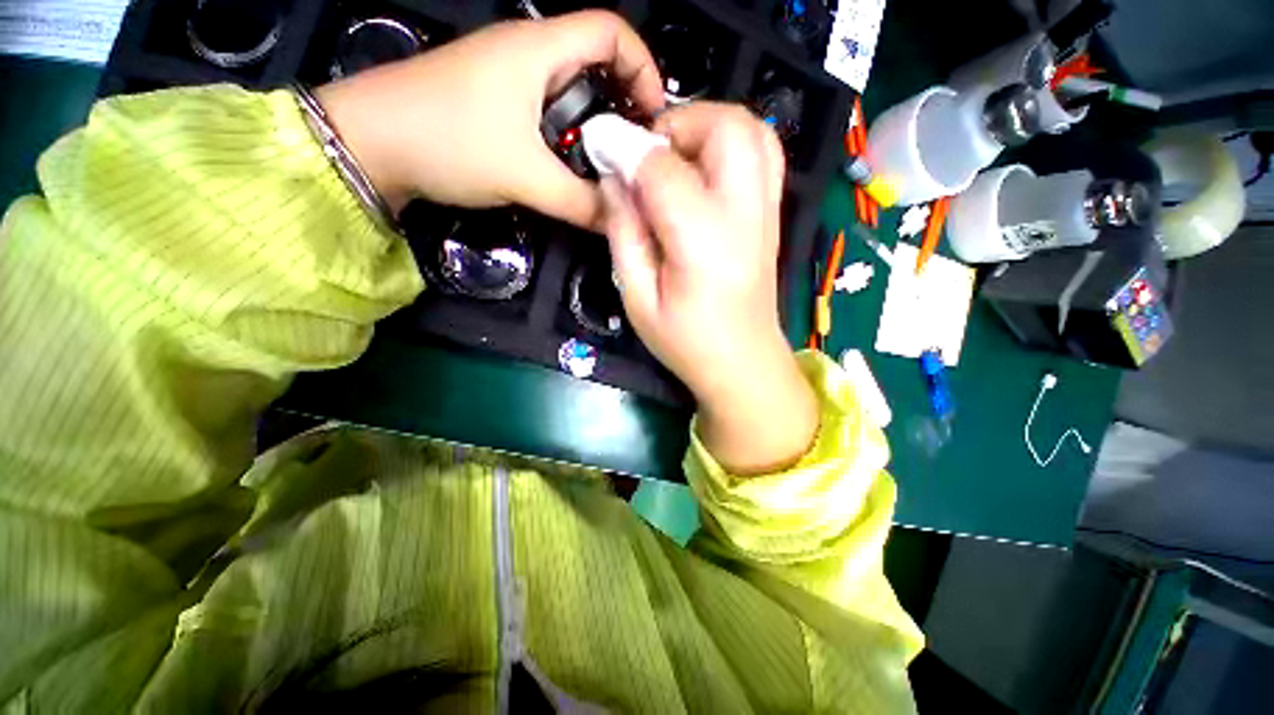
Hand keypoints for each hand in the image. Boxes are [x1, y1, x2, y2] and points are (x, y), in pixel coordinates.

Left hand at [314, 11, 663, 228]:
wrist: (368, 144)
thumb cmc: (445, 141)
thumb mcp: (523, 176)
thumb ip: (579, 202)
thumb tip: (619, 223)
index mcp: (539, 47)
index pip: (612, 31)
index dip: (643, 68)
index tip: (655, 119)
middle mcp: (529, 53)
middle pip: (598, 65)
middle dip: (625, 107)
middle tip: (637, 156)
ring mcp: (511, 79)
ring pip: (574, 94)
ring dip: (597, 130)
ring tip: (611, 170)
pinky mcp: (498, 105)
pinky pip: (550, 115)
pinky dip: (571, 140)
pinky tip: (573, 170)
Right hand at [600, 103, 816, 474]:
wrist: (743, 364)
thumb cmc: (686, 343)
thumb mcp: (638, 298)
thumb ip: (624, 234)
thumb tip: (613, 178)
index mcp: (703, 244)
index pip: (664, 170)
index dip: (627, 148)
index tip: (602, 146)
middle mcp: (744, 217)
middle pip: (727, 127)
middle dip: (680, 123)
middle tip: (649, 156)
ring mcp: (767, 214)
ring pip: (753, 131)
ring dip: (708, 128)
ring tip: (676, 161)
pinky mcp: (773, 217)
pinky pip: (764, 155)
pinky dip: (731, 144)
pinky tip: (703, 174)